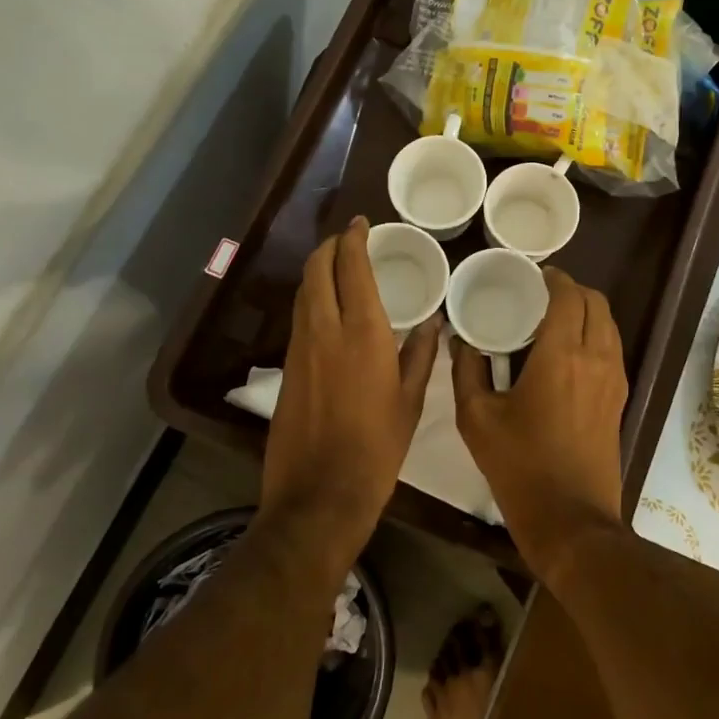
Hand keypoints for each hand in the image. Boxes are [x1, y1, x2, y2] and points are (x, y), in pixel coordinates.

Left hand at [263, 217, 440, 568]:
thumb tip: (431, 323)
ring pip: (303, 292)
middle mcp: (325, 330)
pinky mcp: (287, 367)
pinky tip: (329, 309)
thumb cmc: (377, 448)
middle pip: (316, 269)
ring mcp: (300, 348)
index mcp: (363, 333)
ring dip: (318, 270)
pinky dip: (312, 298)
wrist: (319, 494)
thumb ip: (421, 355)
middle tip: (349, 239)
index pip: (351, 267)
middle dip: (330, 246)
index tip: (363, 224)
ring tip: (339, 266)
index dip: (354, 239)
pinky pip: (299, 317)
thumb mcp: (411, 401)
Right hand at [451, 267, 627, 579]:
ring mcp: (614, 379)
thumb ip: (466, 370)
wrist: (571, 520)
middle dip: (572, 289)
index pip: (568, 295)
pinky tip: (567, 351)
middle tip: (541, 294)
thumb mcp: (477, 419)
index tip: (533, 275)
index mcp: (561, 355)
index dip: (553, 278)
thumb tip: (460, 339)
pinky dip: (595, 334)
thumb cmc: (520, 467)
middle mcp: (596, 357)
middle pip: (596, 302)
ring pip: (609, 324)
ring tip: (554, 318)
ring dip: (586, 310)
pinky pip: (612, 348)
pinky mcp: (619, 398)